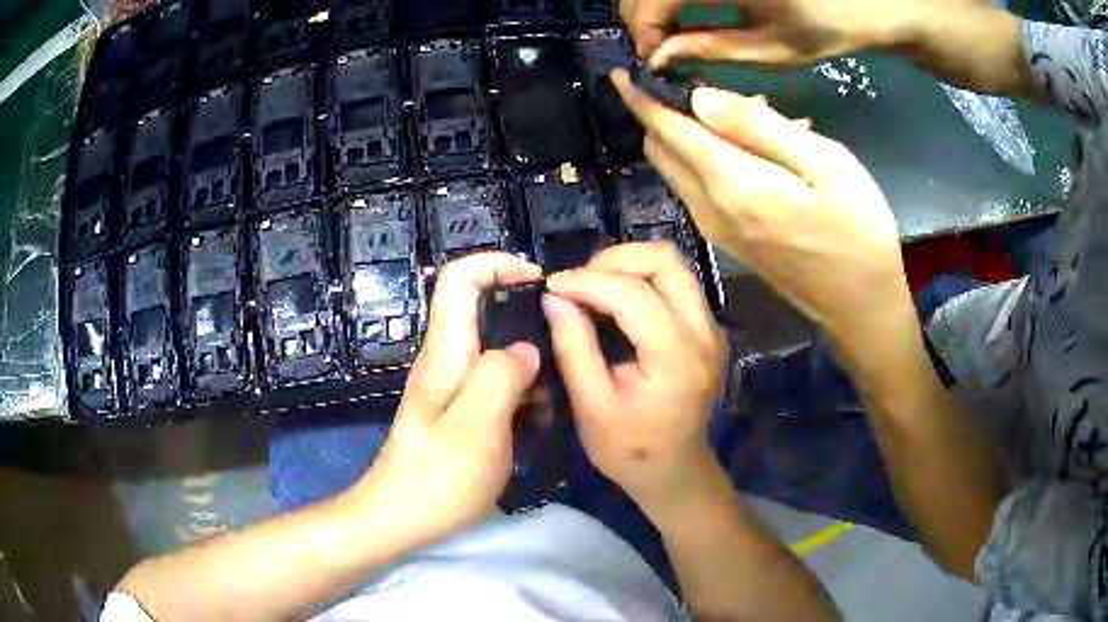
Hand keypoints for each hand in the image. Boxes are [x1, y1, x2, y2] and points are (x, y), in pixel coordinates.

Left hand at [357, 253, 541, 543]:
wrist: (400, 518)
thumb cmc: (438, 477)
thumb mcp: (478, 426)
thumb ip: (502, 376)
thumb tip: (526, 349)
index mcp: (445, 353)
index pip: (459, 279)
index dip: (497, 264)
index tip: (538, 281)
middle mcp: (444, 360)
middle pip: (479, 308)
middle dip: (522, 311)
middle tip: (562, 339)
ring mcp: (449, 387)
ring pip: (491, 347)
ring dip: (526, 356)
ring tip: (557, 385)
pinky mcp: (457, 410)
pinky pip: (493, 380)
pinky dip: (520, 386)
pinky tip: (539, 414)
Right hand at [544, 242, 726, 510]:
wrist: (674, 470)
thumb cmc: (629, 450)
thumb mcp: (591, 407)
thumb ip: (573, 347)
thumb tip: (555, 296)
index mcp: (676, 358)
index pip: (633, 294)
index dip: (587, 280)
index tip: (553, 287)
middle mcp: (703, 333)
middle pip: (665, 261)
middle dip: (615, 260)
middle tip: (579, 282)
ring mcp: (711, 329)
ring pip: (673, 266)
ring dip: (629, 265)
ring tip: (594, 287)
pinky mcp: (707, 329)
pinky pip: (676, 283)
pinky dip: (642, 279)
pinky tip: (616, 300)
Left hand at [612, 70, 914, 346]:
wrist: (860, 307)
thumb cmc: (858, 230)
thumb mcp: (825, 163)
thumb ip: (759, 127)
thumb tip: (698, 98)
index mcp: (731, 182)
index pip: (667, 129)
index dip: (641, 99)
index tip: (621, 75)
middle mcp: (708, 207)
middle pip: (662, 150)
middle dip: (663, 113)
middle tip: (699, 86)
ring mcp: (714, 228)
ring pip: (676, 170)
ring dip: (689, 135)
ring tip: (741, 114)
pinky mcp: (727, 241)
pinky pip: (697, 189)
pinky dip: (706, 160)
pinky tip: (752, 150)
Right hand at [623, 0, 925, 67]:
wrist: (855, 1)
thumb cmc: (822, 30)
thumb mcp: (769, 50)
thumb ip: (710, 49)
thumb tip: (658, 58)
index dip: (645, 29)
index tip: (652, 61)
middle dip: (642, 18)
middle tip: (658, 52)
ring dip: (652, 8)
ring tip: (668, 39)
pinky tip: (682, 18)